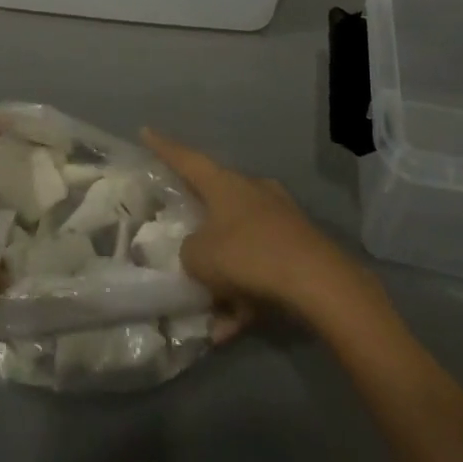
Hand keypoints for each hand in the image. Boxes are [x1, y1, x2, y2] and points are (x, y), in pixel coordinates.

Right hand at [142, 129, 365, 324]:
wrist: (317, 282)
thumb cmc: (249, 255)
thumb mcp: (200, 257)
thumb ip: (189, 252)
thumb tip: (197, 252)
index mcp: (225, 183)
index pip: (186, 159)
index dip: (163, 147)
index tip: (145, 131)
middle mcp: (252, 192)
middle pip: (216, 203)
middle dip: (199, 227)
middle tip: (183, 243)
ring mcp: (278, 219)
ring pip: (239, 244)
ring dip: (223, 277)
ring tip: (208, 314)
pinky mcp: (297, 249)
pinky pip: (260, 271)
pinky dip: (244, 297)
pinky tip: (230, 330)